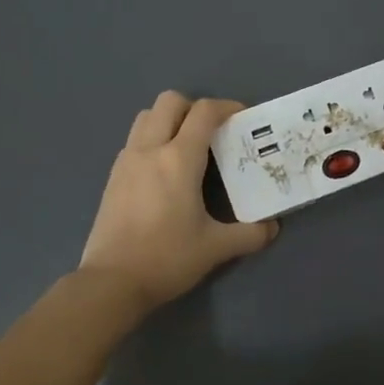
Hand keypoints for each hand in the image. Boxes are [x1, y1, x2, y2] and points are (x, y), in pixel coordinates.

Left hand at [79, 92, 277, 310]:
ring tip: (187, 146)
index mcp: (178, 159)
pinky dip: (152, 140)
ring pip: (146, 116)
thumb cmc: (166, 258)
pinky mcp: (113, 177)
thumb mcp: (216, 248)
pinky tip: (164, 171)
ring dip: (169, 120)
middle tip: (213, 132)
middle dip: (195, 108)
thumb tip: (272, 228)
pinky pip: (134, 140)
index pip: (204, 112)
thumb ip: (250, 234)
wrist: (111, 283)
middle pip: (170, 101)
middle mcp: (150, 150)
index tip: (243, 118)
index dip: (227, 107)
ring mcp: (126, 161)